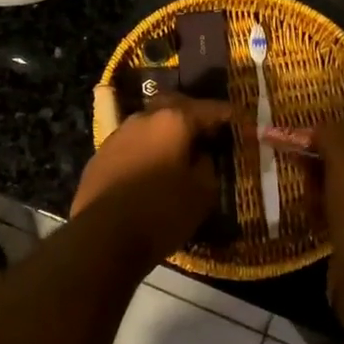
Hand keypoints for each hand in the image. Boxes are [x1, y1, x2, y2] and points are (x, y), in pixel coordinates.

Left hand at [72, 96, 231, 257]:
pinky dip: (146, 150)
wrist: (102, 237)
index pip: (209, 109)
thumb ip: (207, 166)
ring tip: (179, 152)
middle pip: (173, 106)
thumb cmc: (161, 212)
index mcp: (172, 120)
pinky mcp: (100, 155)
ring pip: (149, 124)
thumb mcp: (202, 193)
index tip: (242, 121)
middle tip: (208, 131)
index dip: (228, 115)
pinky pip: (132, 144)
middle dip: (193, 114)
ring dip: (166, 133)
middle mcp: (143, 118)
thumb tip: (202, 156)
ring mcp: (118, 135)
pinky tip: (151, 169)